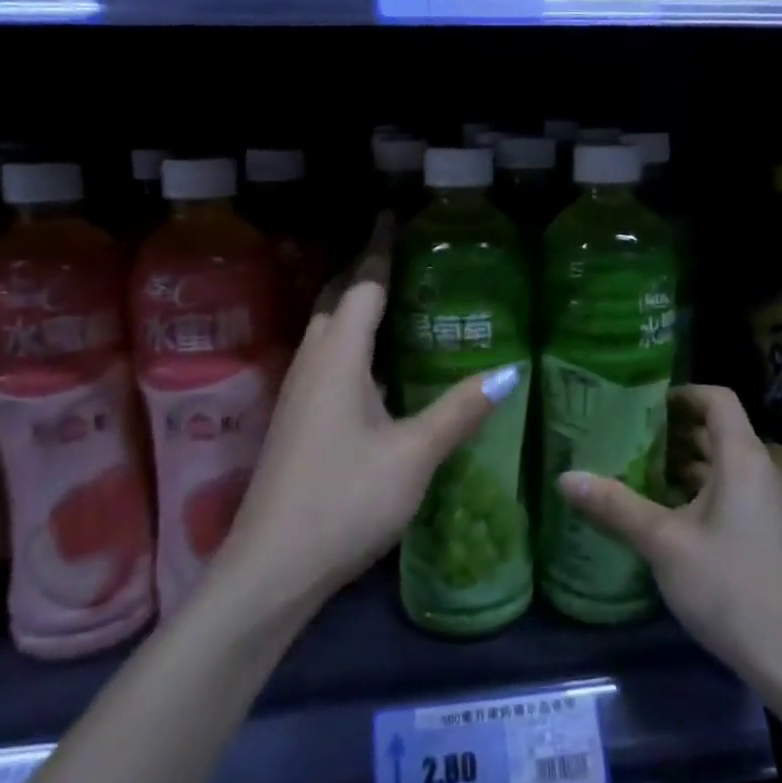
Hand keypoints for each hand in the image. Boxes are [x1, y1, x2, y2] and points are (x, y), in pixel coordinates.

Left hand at [220, 219, 525, 609]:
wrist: (273, 566)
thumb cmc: (346, 499)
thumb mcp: (414, 455)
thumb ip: (459, 409)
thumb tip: (509, 370)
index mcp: (338, 359)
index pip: (363, 286)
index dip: (380, 249)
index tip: (394, 216)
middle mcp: (312, 364)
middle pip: (338, 301)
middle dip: (365, 272)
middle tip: (404, 257)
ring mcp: (298, 393)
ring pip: (327, 332)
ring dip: (354, 308)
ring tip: (395, 302)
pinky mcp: (296, 420)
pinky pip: (325, 360)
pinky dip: (350, 343)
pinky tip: (375, 367)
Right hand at [557, 385, 781, 686]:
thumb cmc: (730, 587)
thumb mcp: (663, 543)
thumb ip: (615, 506)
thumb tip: (565, 477)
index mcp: (744, 459)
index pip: (717, 399)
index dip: (681, 394)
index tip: (642, 406)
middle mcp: (764, 472)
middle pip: (718, 432)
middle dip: (673, 432)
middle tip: (626, 439)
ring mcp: (773, 505)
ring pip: (725, 467)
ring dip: (685, 465)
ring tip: (638, 474)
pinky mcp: (773, 535)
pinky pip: (735, 493)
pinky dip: (702, 491)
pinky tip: (669, 516)